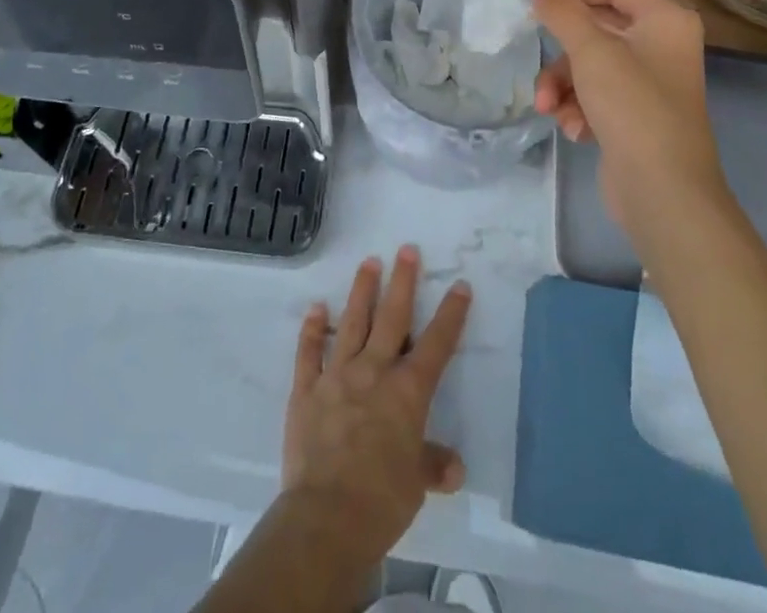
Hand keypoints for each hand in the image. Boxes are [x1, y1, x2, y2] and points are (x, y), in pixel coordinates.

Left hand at [282, 246, 471, 570]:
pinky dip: (312, 329)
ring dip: (362, 291)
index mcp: (407, 392)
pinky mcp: (306, 389)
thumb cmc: (382, 500)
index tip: (459, 285)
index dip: (450, 314)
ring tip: (369, 262)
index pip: (437, 345)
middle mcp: (374, 371)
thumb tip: (453, 467)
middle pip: (392, 318)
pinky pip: (309, 352)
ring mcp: (337, 376)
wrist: (327, 516)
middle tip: (406, 249)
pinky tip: (316, 308)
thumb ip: (432, 465)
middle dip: (402, 282)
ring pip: (352, 323)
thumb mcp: (417, 484)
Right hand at [533, 0, 724, 227]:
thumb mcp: (591, 50)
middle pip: (597, 25)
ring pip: (590, 63)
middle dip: (562, 49)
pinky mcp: (636, 114)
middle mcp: (662, 44)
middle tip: (533, 49)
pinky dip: (579, 106)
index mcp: (665, 19)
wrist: (664, 193)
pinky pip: (597, 93)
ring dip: (563, 83)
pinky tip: (574, 129)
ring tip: (548, 106)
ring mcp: (649, 82)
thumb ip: (562, 10)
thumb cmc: (632, 107)